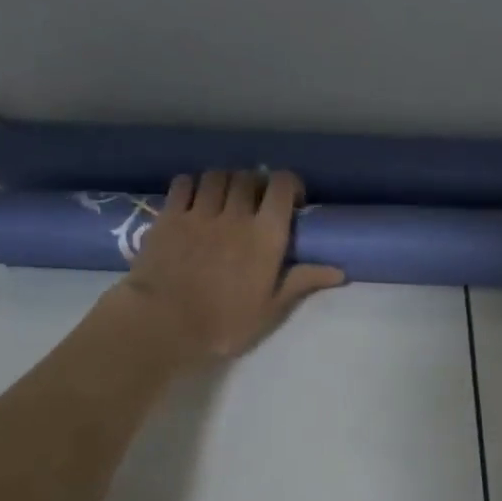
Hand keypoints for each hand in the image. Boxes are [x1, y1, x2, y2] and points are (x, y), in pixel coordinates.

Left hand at [103, 170, 344, 364]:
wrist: (162, 323)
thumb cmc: (223, 323)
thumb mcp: (270, 309)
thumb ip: (302, 282)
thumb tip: (340, 271)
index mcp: (265, 235)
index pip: (282, 186)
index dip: (289, 184)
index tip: (291, 200)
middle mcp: (235, 214)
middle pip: (249, 177)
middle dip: (256, 184)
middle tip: (255, 203)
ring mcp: (199, 212)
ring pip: (217, 176)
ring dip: (226, 181)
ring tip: (224, 198)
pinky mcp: (169, 215)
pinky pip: (184, 183)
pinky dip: (193, 184)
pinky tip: (194, 198)